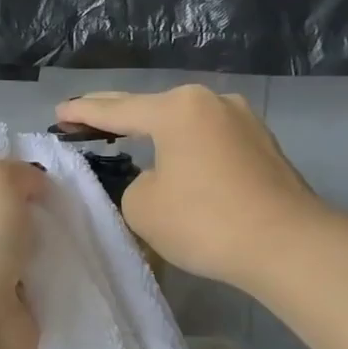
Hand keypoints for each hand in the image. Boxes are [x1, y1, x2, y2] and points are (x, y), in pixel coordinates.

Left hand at [0, 159, 45, 348]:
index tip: (15, 177)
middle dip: (13, 213)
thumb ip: (15, 171)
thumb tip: (32, 185)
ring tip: (60, 237)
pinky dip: (41, 282)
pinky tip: (62, 269)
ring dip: (30, 249)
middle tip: (47, 207)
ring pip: (4, 253)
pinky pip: (22, 287)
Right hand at [54, 86, 324, 291]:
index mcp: (177, 109)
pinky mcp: (262, 146)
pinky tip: (172, 157)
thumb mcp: (141, 205)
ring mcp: (243, 121)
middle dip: (115, 113)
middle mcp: (211, 102)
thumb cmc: (204, 220)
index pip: (115, 110)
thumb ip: (134, 183)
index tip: (58, 112)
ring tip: (126, 134)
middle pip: (151, 107)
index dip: (82, 113)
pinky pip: (207, 139)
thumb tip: (158, 179)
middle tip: (83, 115)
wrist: (289, 246)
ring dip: (153, 130)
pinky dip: (183, 146)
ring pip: (183, 122)